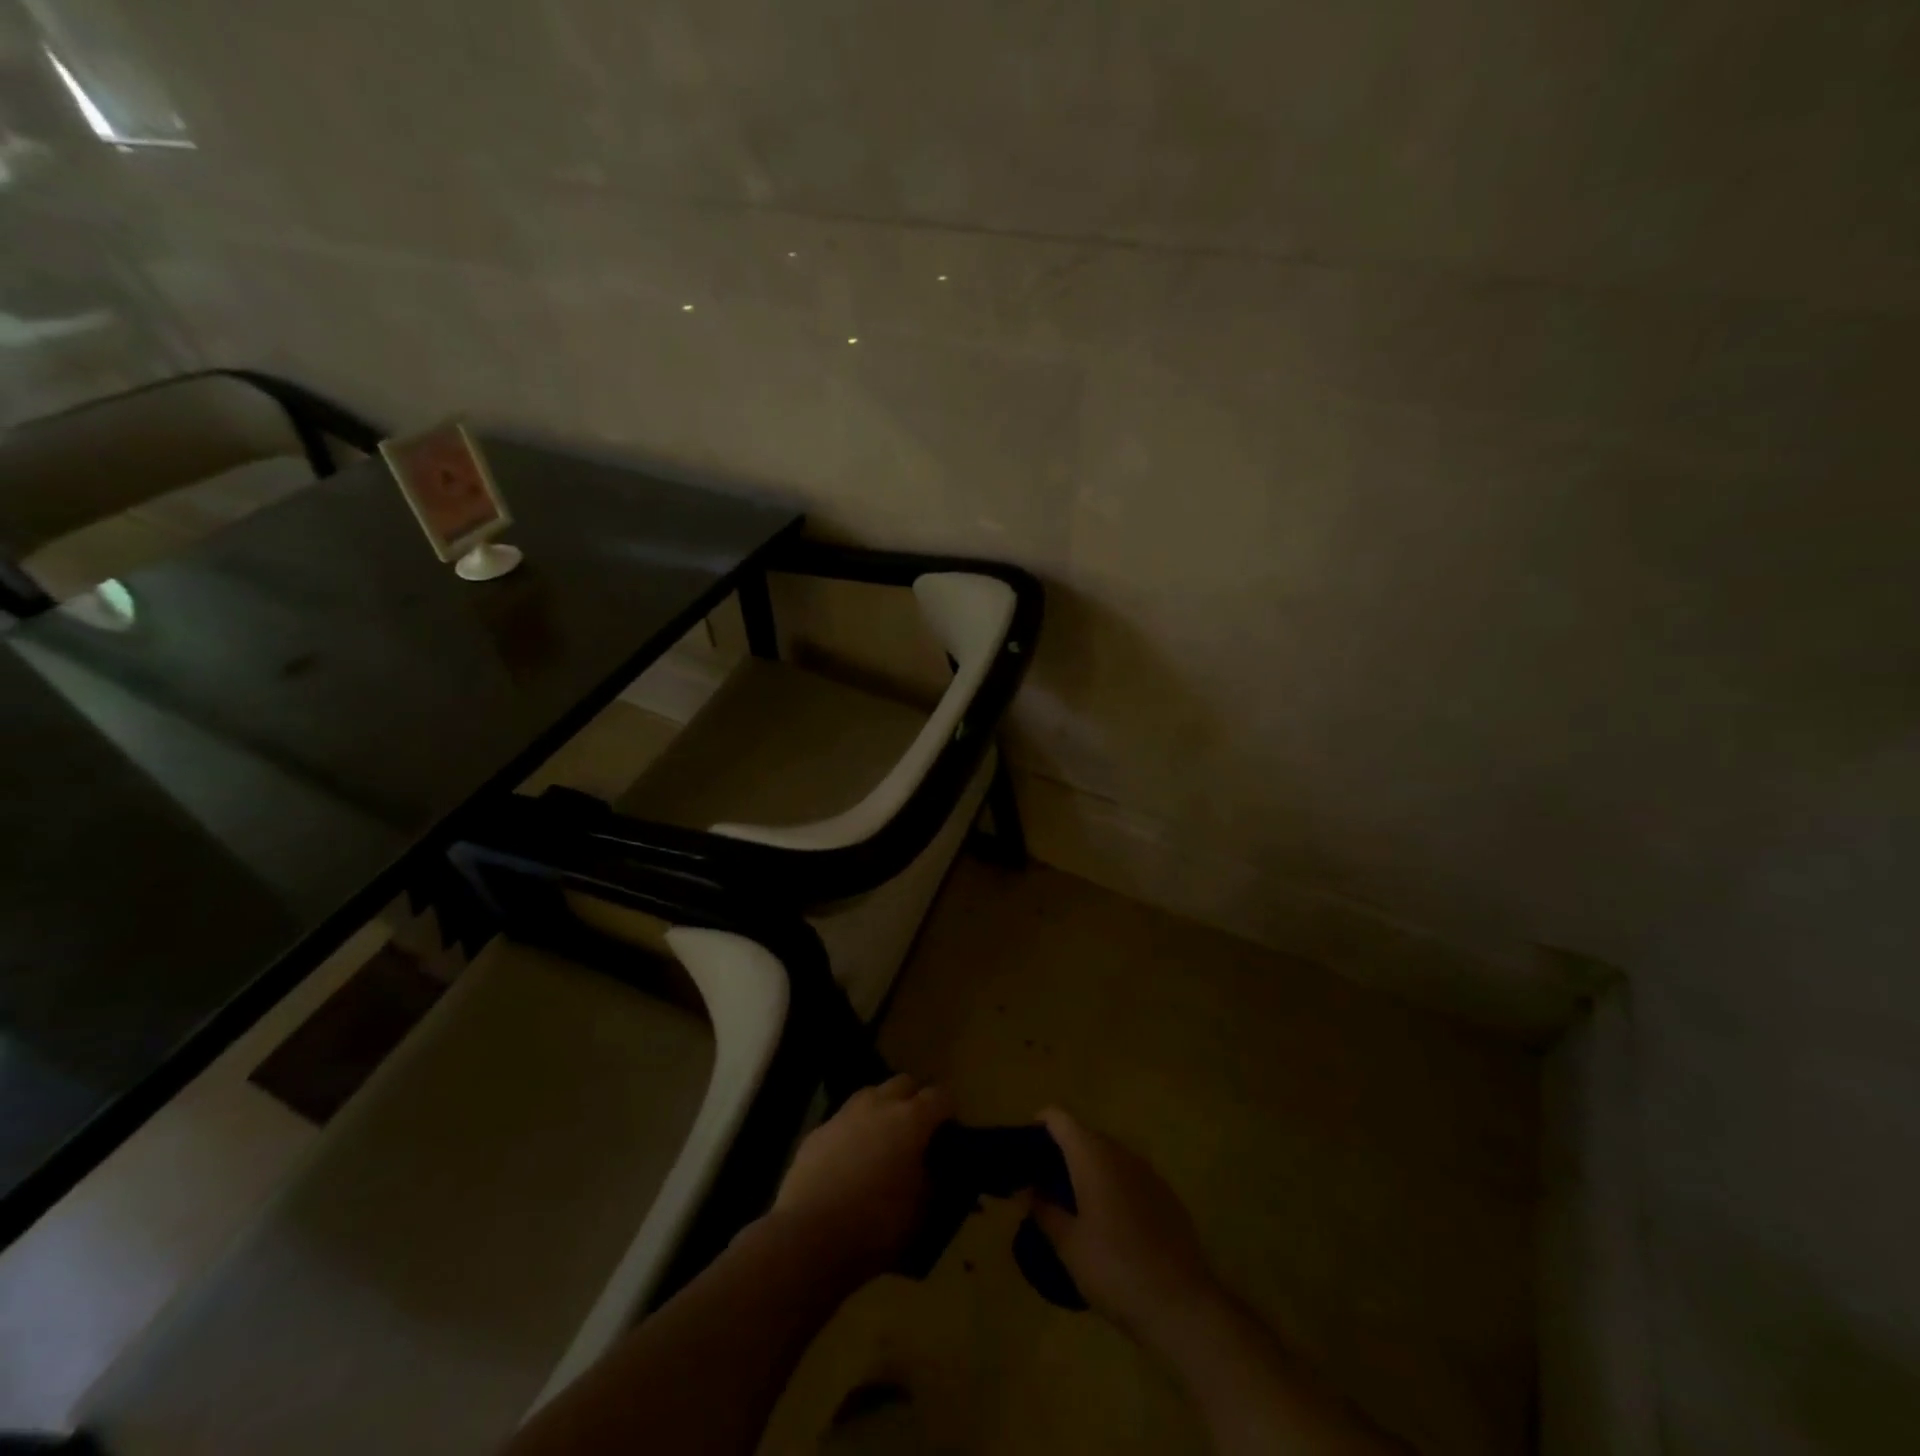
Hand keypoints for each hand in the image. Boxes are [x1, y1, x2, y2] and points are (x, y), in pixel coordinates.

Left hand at [770, 1074, 952, 1282]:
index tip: (950, 1134)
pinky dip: (853, 1132)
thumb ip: (933, 1180)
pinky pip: (843, 1121)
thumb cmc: (876, 1225)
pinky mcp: (817, 1132)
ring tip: (882, 1142)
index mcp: (911, 1119)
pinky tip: (849, 1160)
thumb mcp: (921, 1210)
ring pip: (871, 1095)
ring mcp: (844, 1114)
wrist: (809, 1238)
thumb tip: (933, 1169)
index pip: (941, 1097)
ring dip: (882, 1110)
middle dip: (915, 1100)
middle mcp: (878, 1105)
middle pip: (904, 1083)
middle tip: (917, 1133)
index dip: (948, 1113)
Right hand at [1033, 1107, 1221, 1347]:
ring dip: (1088, 1169)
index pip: (1059, 1118)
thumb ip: (1043, 1210)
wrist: (1182, 1305)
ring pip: (1109, 1156)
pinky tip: (1109, 1223)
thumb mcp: (1068, 1245)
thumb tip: (1027, 1190)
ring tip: (1073, 1204)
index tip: (1024, 1149)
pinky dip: (1113, 1186)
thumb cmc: (1115, 1270)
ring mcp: (1147, 1172)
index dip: (1039, 1125)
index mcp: (1093, 1155)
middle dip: (1062, 1152)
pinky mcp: (1165, 1195)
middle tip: (1043, 1183)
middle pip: (1084, 1135)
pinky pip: (1130, 1177)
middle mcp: (1120, 1152)